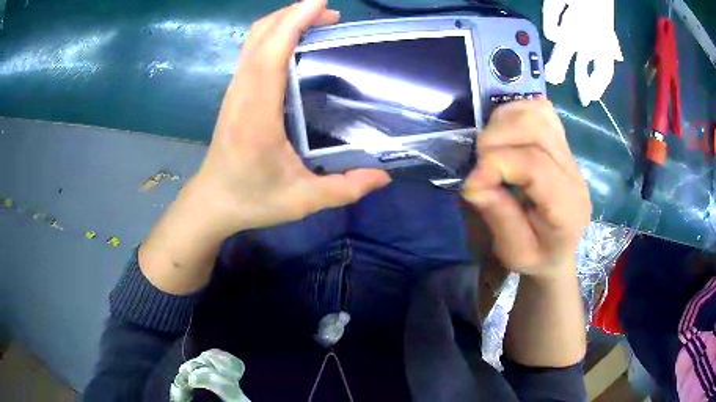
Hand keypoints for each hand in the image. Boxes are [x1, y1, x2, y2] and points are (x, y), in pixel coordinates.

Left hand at [191, 0, 390, 236]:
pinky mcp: (234, 93)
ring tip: (317, 22)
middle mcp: (241, 94)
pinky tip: (294, 41)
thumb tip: (383, 177)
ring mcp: (234, 91)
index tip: (321, 4)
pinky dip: (273, 35)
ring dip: (283, 22)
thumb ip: (345, 190)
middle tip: (331, 15)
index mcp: (256, 116)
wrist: (213, 201)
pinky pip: (251, 51)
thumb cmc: (253, 200)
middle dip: (293, 15)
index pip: (270, 54)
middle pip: (259, 36)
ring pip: (252, 40)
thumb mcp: (303, 201)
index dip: (293, 22)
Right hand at [462, 100, 590, 277]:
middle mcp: (575, 173)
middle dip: (496, 139)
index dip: (496, 164)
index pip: (535, 165)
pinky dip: (516, 112)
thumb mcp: (513, 251)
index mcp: (567, 208)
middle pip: (535, 128)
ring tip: (491, 147)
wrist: (557, 250)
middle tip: (480, 163)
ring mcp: (571, 154)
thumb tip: (474, 180)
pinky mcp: (563, 142)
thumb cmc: (536, 257)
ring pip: (537, 112)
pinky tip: (506, 133)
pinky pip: (540, 109)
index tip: (472, 182)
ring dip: (504, 122)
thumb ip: (498, 215)